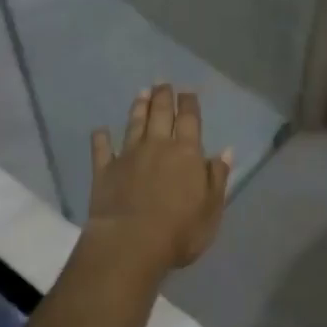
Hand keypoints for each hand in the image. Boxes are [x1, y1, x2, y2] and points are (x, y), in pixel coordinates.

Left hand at [86, 84, 230, 278]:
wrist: (130, 244)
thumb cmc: (179, 230)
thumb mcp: (211, 208)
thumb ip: (217, 177)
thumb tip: (226, 151)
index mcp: (186, 152)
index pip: (189, 119)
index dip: (189, 103)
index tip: (187, 91)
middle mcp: (157, 146)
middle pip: (160, 114)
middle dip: (163, 96)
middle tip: (162, 82)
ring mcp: (128, 156)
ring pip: (134, 124)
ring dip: (138, 107)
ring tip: (141, 93)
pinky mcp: (104, 171)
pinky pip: (101, 149)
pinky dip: (100, 138)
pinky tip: (100, 130)